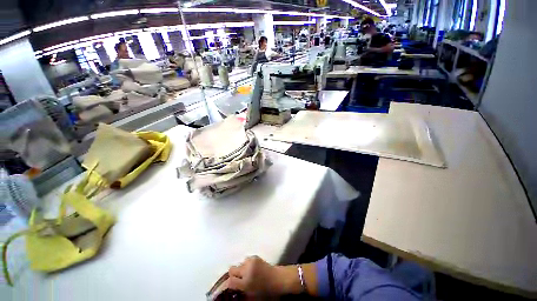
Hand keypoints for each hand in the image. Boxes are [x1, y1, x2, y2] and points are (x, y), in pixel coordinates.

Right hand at [227, 256, 283, 296]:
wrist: (278, 279)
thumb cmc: (266, 291)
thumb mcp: (252, 296)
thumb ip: (241, 293)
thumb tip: (232, 291)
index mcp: (246, 283)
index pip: (230, 281)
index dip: (227, 284)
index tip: (227, 286)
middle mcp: (247, 270)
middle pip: (232, 269)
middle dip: (233, 274)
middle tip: (237, 279)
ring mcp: (251, 261)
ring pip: (239, 263)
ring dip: (241, 268)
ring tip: (247, 273)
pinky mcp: (255, 257)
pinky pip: (246, 259)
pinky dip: (247, 264)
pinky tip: (252, 268)